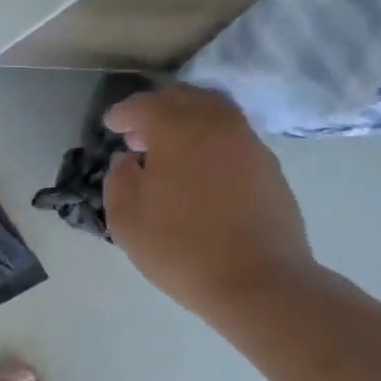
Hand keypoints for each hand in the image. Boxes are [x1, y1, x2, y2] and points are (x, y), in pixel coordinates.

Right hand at [103, 86, 313, 318]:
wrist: (258, 281)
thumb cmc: (181, 248)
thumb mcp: (126, 218)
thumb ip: (118, 179)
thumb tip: (128, 161)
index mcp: (179, 128)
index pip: (145, 105)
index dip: (123, 113)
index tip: (110, 126)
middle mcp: (217, 124)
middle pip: (184, 98)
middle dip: (158, 110)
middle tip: (140, 135)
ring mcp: (249, 143)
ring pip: (214, 114)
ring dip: (188, 123)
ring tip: (171, 153)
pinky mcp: (269, 167)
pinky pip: (233, 138)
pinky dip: (211, 142)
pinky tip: (201, 172)